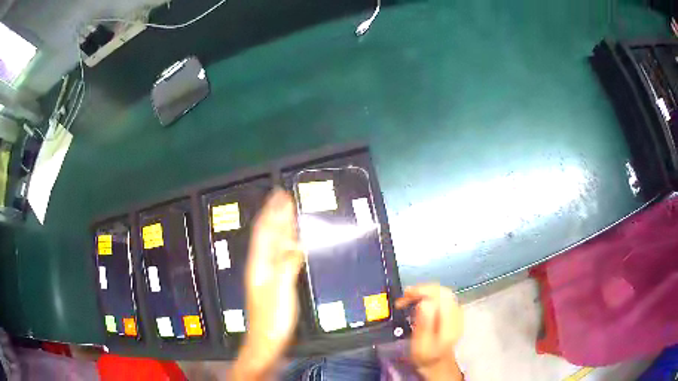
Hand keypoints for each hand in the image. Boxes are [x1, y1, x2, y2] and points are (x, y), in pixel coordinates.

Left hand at [230, 189, 302, 379]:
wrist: (266, 343)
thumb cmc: (272, 320)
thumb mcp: (280, 292)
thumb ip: (287, 266)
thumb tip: (296, 244)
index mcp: (259, 265)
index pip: (266, 232)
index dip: (273, 213)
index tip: (281, 195)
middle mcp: (260, 266)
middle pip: (267, 235)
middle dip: (275, 215)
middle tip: (284, 197)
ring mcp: (266, 275)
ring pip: (273, 244)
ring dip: (281, 227)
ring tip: (288, 213)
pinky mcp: (274, 284)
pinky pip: (280, 257)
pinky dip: (286, 245)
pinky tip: (291, 243)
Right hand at [395, 284, 463, 380]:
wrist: (437, 362)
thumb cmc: (426, 356)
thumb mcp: (421, 344)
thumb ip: (424, 324)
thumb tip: (424, 302)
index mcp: (451, 322)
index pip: (441, 296)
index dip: (423, 291)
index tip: (405, 296)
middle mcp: (457, 313)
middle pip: (442, 291)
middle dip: (422, 290)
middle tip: (403, 297)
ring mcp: (456, 311)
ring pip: (441, 292)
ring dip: (423, 292)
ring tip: (407, 299)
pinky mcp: (452, 311)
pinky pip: (441, 297)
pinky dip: (428, 296)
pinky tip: (417, 302)